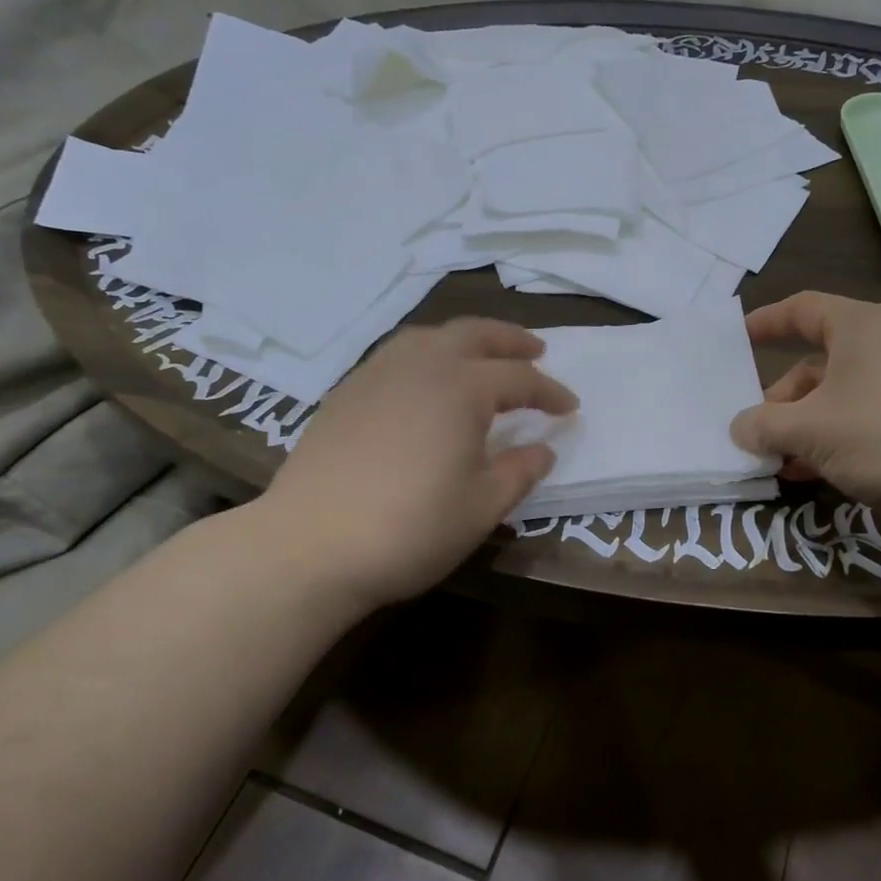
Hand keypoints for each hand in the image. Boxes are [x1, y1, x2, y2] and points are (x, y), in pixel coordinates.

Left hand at [238, 318, 576, 610]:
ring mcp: (376, 375)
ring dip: (465, 339)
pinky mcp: (344, 393)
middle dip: (510, 340)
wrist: (309, 546)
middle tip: (536, 350)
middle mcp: (420, 366)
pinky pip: (396, 354)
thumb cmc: (410, 529)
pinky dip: (426, 354)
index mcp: (461, 389)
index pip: (519, 379)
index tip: (571, 408)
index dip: (550, 392)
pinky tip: (425, 380)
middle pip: (474, 335)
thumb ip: (519, 472)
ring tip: (481, 355)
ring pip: (429, 336)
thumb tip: (543, 450)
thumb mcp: (482, 507)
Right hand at [730, 292, 880, 518]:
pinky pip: (862, 422)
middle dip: (780, 399)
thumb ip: (764, 426)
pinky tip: (809, 472)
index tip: (736, 339)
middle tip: (754, 431)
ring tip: (776, 460)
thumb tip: (740, 427)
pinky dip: (832, 441)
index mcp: (859, 328)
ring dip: (802, 427)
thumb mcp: (810, 429)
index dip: (766, 322)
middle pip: (815, 363)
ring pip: (837, 398)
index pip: (802, 309)